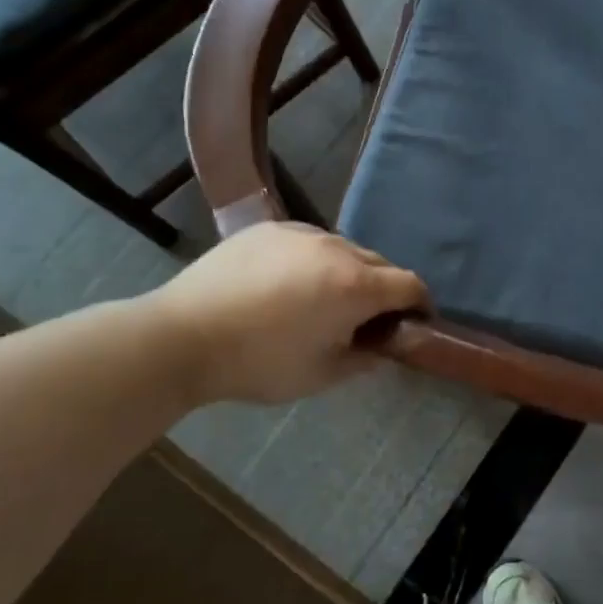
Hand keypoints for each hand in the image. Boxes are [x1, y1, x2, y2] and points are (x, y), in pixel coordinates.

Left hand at [142, 223, 427, 405]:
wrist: (182, 337)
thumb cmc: (259, 363)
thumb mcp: (322, 375)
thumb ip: (365, 358)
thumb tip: (383, 347)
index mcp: (356, 286)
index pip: (411, 284)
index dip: (420, 305)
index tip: (413, 323)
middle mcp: (337, 249)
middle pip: (381, 263)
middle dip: (385, 289)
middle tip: (367, 319)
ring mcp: (301, 233)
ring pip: (345, 249)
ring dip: (350, 272)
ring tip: (324, 299)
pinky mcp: (270, 228)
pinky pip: (310, 241)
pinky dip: (315, 260)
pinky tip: (289, 284)